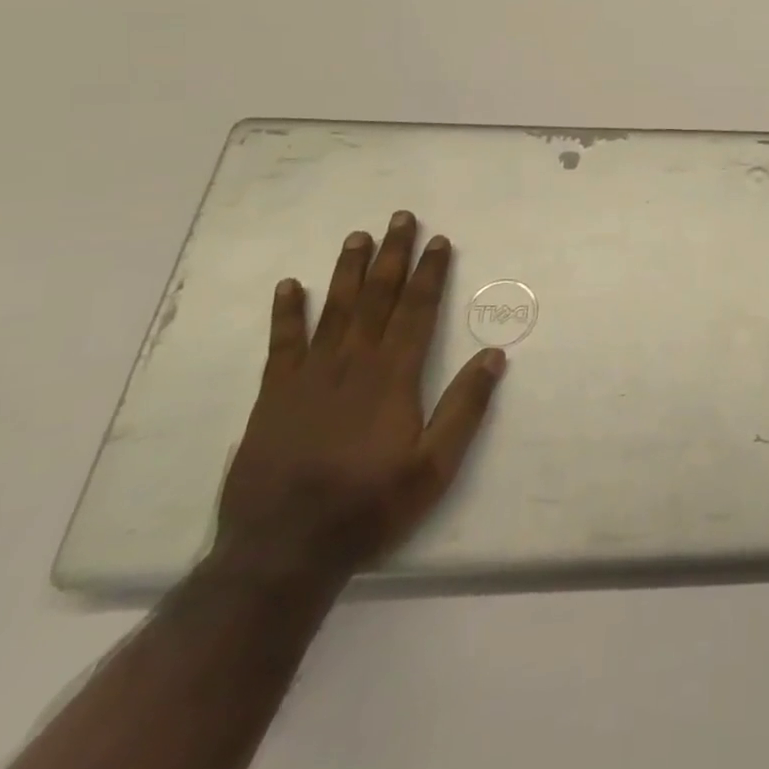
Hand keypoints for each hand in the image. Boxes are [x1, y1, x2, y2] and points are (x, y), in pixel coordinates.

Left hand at [215, 210, 506, 584]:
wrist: (283, 551)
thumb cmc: (369, 505)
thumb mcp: (434, 466)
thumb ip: (465, 408)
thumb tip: (495, 355)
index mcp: (394, 376)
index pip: (417, 310)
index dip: (430, 273)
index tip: (439, 240)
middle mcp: (353, 363)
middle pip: (377, 297)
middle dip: (392, 255)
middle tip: (400, 217)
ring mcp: (309, 376)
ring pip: (334, 309)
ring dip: (347, 270)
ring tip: (357, 236)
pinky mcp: (273, 396)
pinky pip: (282, 344)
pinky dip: (286, 312)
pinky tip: (290, 286)